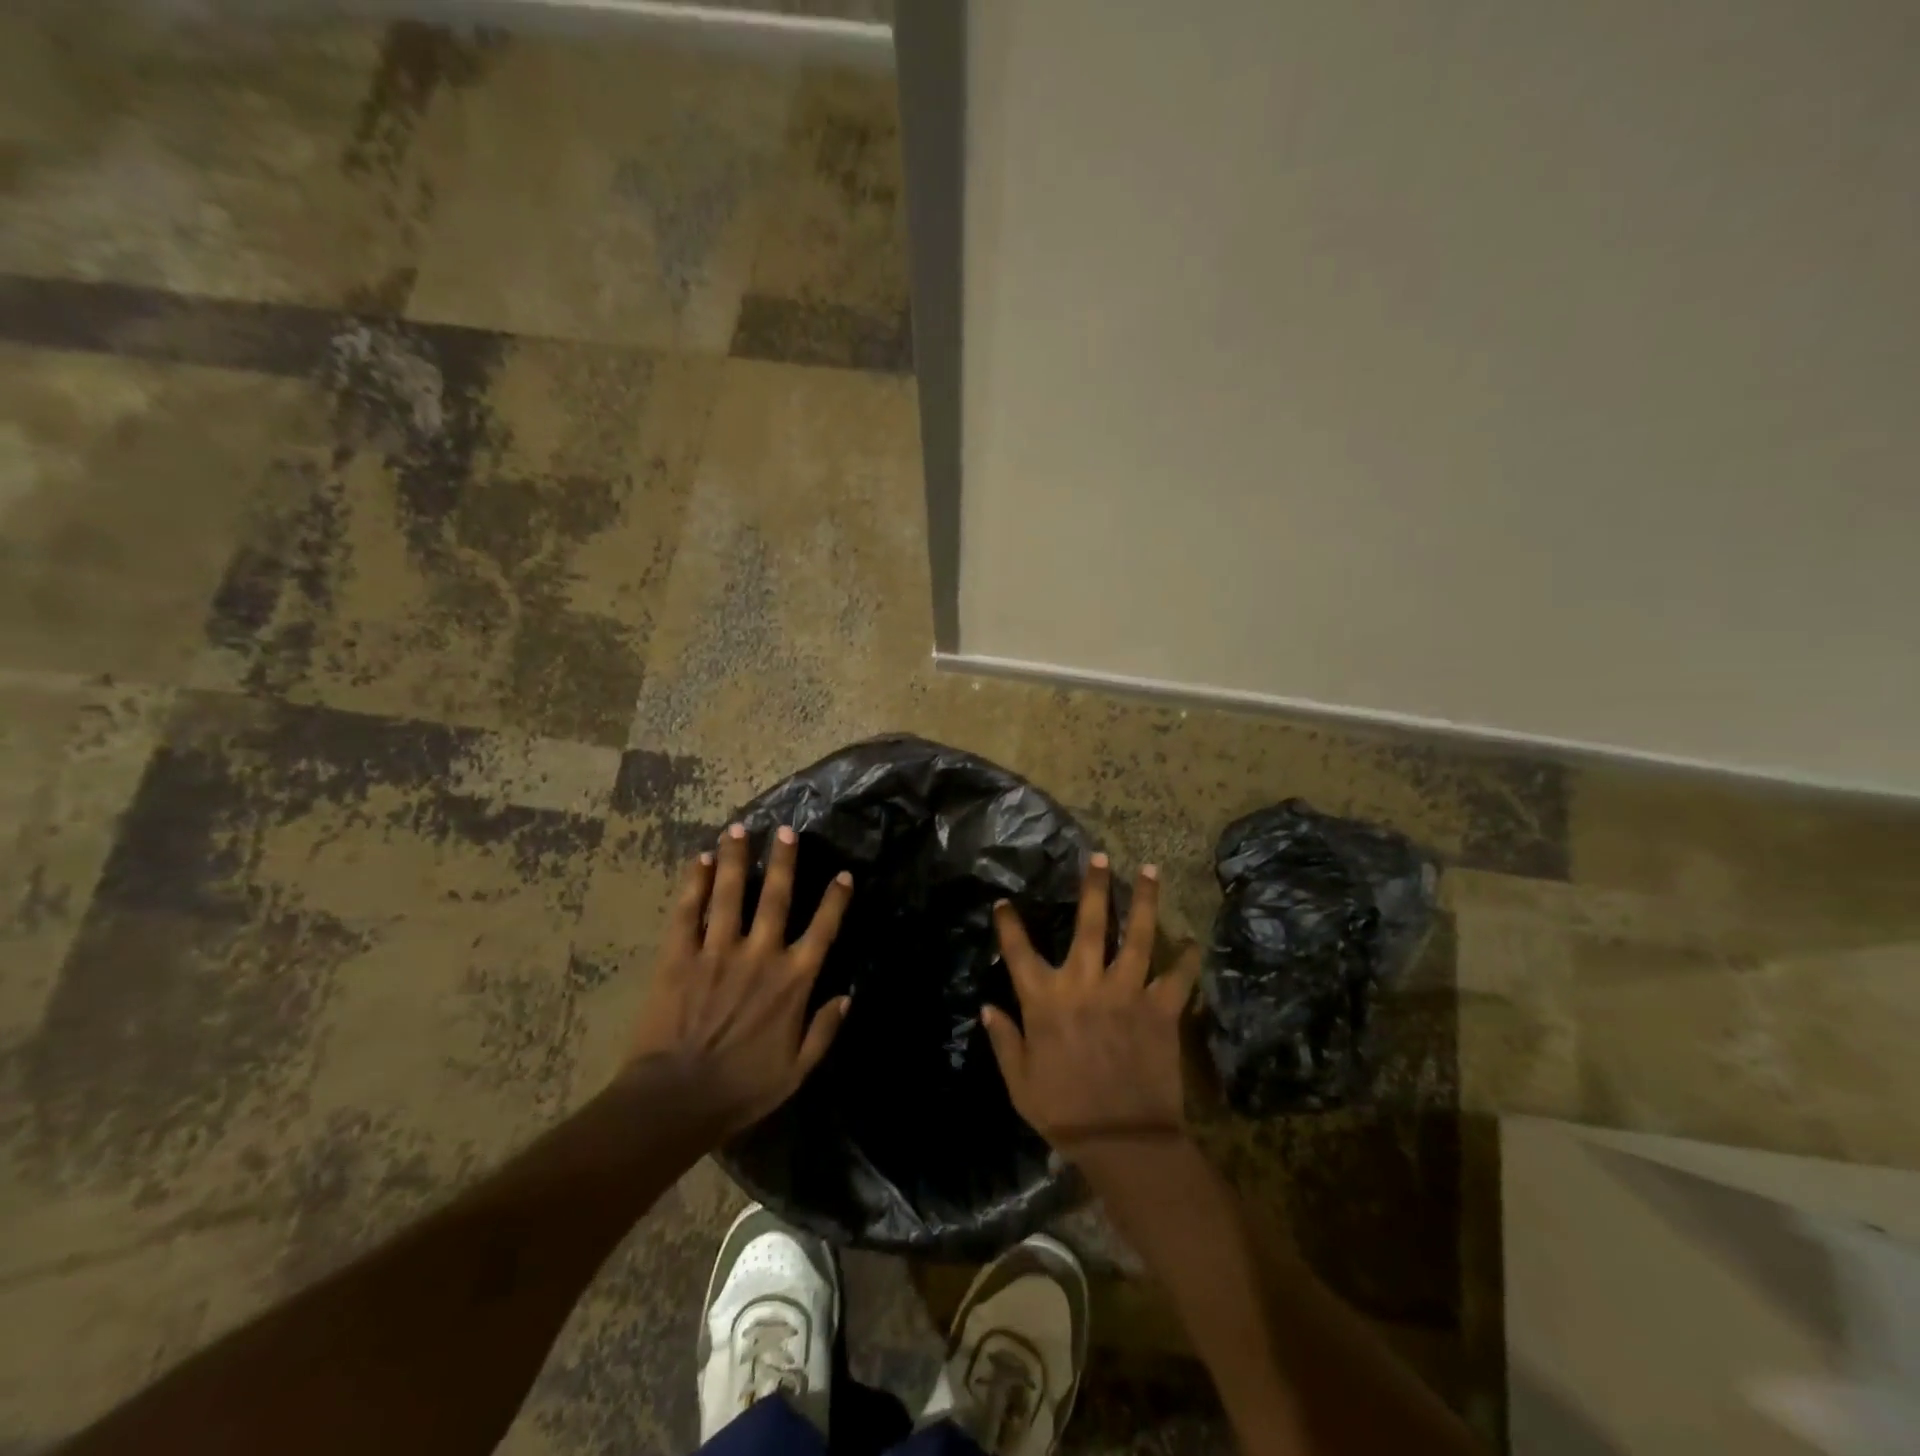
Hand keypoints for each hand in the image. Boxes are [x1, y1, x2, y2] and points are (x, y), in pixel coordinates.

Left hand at [627, 822, 852, 1139]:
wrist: (675, 1101)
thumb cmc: (741, 1089)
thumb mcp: (797, 1071)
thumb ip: (825, 1030)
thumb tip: (848, 995)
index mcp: (792, 982)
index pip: (822, 930)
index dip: (835, 900)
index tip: (843, 874)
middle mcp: (760, 955)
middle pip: (775, 897)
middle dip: (783, 861)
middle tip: (786, 830)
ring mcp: (717, 952)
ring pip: (729, 894)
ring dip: (735, 859)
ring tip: (738, 829)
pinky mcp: (678, 958)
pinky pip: (687, 913)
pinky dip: (692, 885)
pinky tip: (697, 861)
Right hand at [983, 854, 1202, 1152]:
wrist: (1123, 1141)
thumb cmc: (1065, 1113)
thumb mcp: (1020, 1083)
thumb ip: (1004, 1041)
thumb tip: (987, 1008)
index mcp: (1045, 999)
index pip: (1018, 950)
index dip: (1008, 923)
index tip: (1004, 903)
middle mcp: (1084, 983)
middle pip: (1088, 923)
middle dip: (1093, 886)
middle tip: (1099, 855)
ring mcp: (1126, 992)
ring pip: (1136, 934)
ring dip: (1143, 900)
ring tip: (1149, 870)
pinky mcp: (1161, 1009)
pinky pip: (1178, 977)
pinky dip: (1187, 959)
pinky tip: (1192, 941)